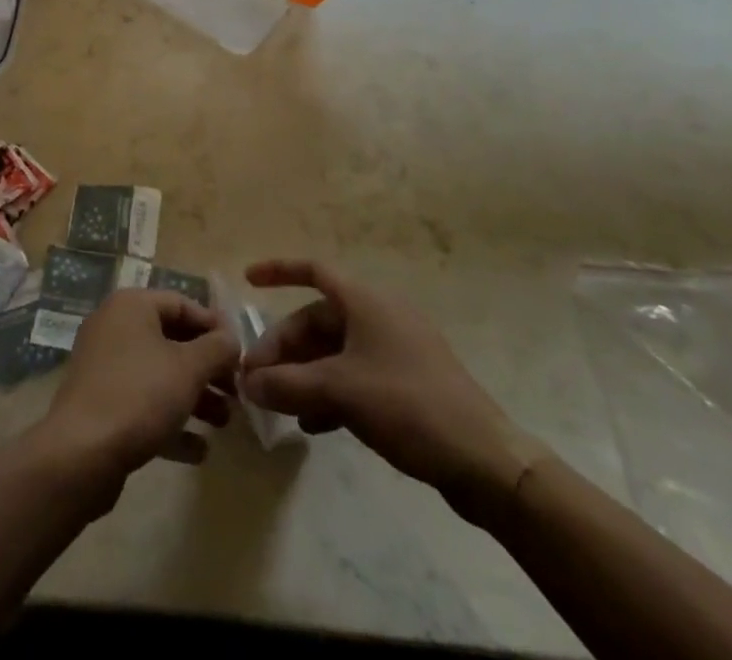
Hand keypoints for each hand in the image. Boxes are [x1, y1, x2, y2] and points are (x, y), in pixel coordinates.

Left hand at [38, 289, 239, 486]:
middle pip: (172, 340)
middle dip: (207, 367)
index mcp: (131, 306)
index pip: (181, 303)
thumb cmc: (140, 395)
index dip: (214, 326)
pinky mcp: (101, 405)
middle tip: (236, 391)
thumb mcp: (189, 367)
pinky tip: (199, 450)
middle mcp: (115, 328)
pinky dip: (170, 421)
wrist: (81, 454)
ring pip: (159, 374)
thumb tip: (231, 339)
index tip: (241, 353)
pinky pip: (143, 404)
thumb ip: (217, 349)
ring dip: (195, 396)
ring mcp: (105, 367)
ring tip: (225, 422)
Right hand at [238, 259, 547, 527]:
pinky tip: (313, 426)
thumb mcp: (340, 391)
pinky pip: (355, 376)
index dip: (279, 270)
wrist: (484, 461)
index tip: (248, 279)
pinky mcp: (407, 384)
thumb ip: (287, 384)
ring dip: (303, 374)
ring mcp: (396, 350)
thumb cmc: (408, 406)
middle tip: (256, 379)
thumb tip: (247, 383)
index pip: (313, 270)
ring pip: (335, 352)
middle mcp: (380, 316)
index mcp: (366, 301)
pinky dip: (330, 393)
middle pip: (318, 320)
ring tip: (279, 405)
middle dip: (285, 347)